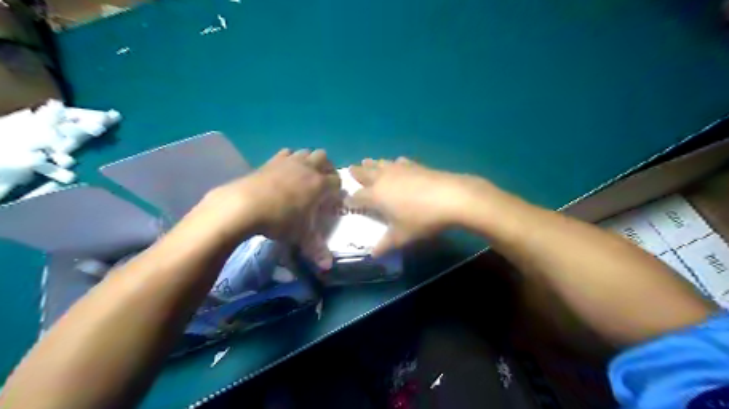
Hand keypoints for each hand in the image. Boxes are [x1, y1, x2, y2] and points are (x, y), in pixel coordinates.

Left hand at [195, 148, 339, 269]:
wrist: (244, 205)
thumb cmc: (279, 221)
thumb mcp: (300, 237)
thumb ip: (316, 250)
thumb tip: (328, 267)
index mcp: (319, 185)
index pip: (337, 181)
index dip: (337, 190)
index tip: (332, 200)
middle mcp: (307, 168)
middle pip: (324, 158)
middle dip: (326, 168)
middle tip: (321, 184)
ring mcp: (289, 162)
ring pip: (306, 152)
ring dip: (309, 161)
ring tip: (303, 176)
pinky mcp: (271, 161)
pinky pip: (286, 153)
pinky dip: (290, 159)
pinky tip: (284, 172)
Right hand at [350, 156, 508, 255]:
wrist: (450, 197)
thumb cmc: (421, 219)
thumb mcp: (402, 236)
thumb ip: (386, 244)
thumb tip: (373, 254)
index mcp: (376, 195)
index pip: (358, 196)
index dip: (350, 199)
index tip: (345, 200)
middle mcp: (384, 179)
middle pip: (365, 173)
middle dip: (356, 172)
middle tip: (349, 169)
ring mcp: (400, 169)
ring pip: (380, 164)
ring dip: (372, 164)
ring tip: (367, 162)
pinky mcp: (415, 165)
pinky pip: (400, 162)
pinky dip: (394, 163)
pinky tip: (398, 163)